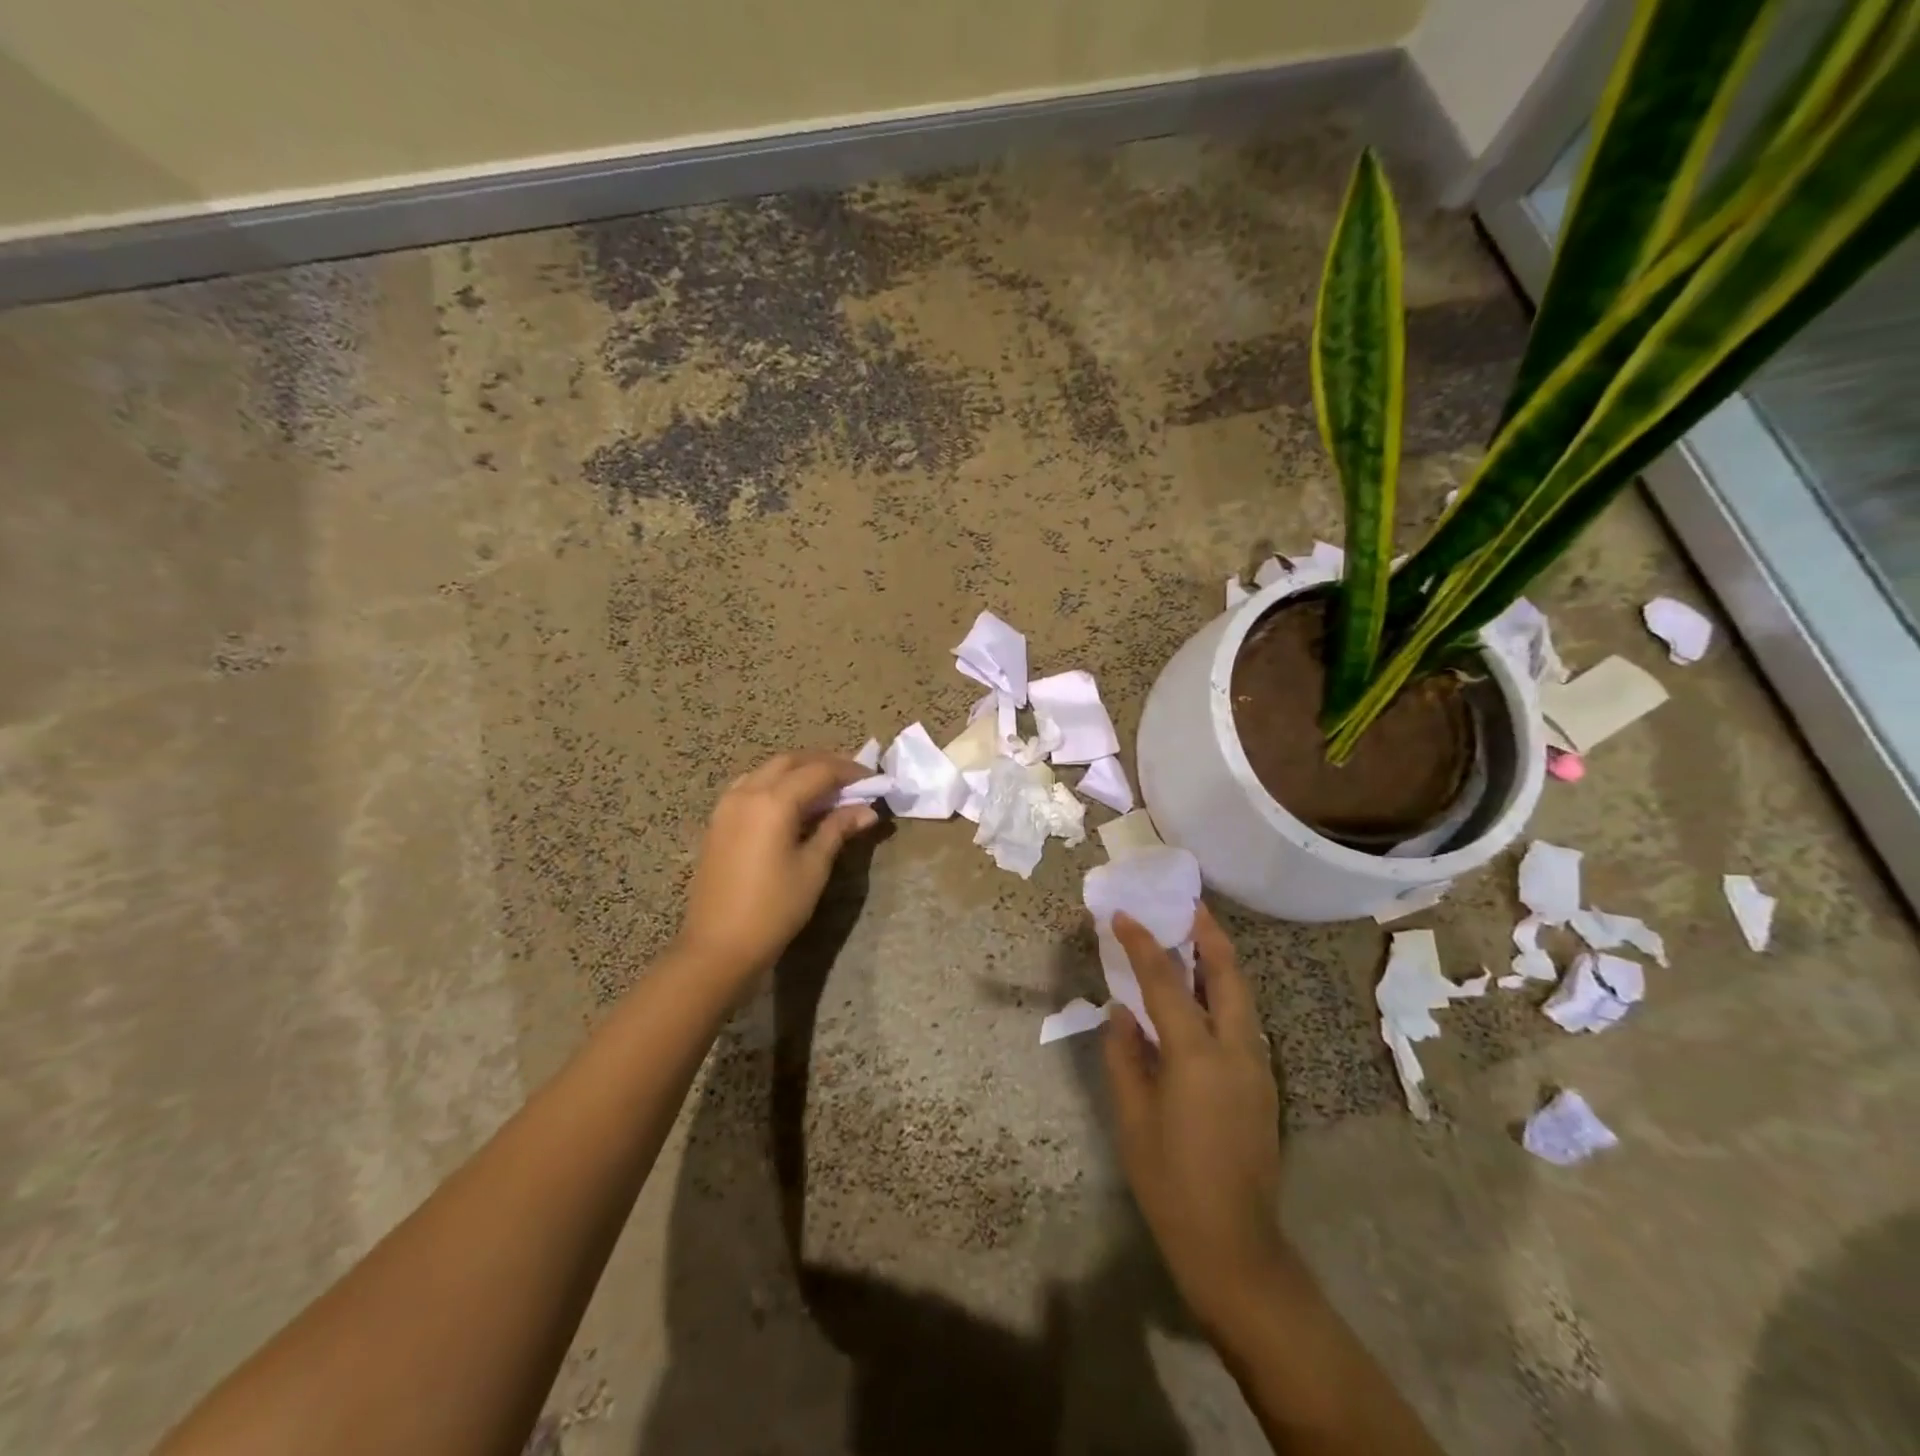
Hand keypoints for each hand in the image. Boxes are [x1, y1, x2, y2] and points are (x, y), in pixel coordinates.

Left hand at [676, 751, 880, 993]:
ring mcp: (727, 806)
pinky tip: (790, 804)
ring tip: (824, 789)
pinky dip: (775, 784)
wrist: (719, 946)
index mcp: (773, 801)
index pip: (819, 772)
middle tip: (852, 779)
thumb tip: (867, 811)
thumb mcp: (813, 867)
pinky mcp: (718, 821)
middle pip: (790, 762)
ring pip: (767, 770)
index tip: (874, 781)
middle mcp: (747, 793)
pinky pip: (750, 786)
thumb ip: (838, 829)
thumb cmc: (774, 908)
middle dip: (823, 764)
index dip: (850, 772)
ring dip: (798, 771)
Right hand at [1104, 905, 1289, 1340]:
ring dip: (1220, 961)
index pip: (1165, 983)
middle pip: (1227, 974)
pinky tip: (1203, 996)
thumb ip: (1124, 1056)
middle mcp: (1235, 1050)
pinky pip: (1243, 1021)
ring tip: (1196, 937)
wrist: (1234, 1245)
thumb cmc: (1170, 1182)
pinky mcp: (1263, 1084)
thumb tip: (1122, 1013)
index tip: (1123, 915)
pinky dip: (1224, 994)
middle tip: (1189, 904)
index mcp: (1196, 1055)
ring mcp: (1257, 1067)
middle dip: (1209, 934)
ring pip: (1242, 996)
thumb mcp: (1132, 1118)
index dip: (1142, 945)